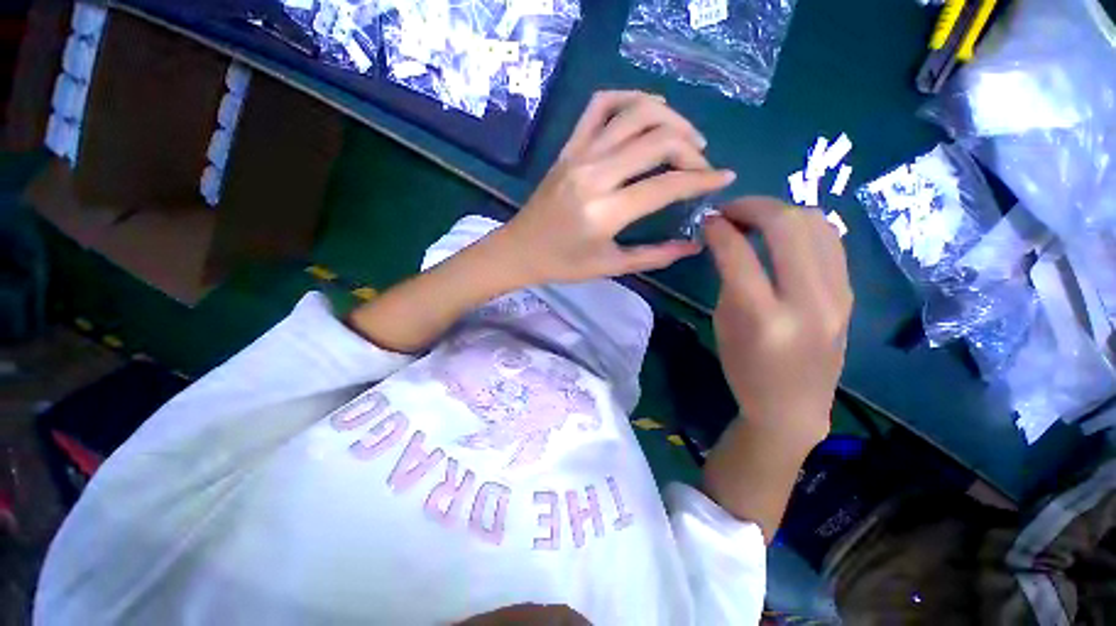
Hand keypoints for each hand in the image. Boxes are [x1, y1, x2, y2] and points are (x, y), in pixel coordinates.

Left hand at [497, 90, 734, 284]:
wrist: (519, 250)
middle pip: (656, 141)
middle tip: (702, 165)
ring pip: (634, 113)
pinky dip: (629, 98)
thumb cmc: (563, 265)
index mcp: (604, 212)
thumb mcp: (610, 266)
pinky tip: (647, 110)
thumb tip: (695, 244)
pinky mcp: (567, 147)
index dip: (702, 180)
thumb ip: (655, 256)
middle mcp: (593, 175)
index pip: (665, 185)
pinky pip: (599, 105)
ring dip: (670, 118)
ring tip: (685, 137)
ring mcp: (578, 155)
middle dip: (691, 148)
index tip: (724, 179)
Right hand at [705, 198, 852, 448]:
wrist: (793, 405)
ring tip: (755, 218)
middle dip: (754, 206)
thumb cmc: (746, 369)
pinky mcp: (849, 292)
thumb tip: (728, 238)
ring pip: (817, 224)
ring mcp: (838, 296)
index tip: (707, 220)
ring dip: (780, 211)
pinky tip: (781, 234)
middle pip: (788, 225)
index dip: (720, 228)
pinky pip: (829, 241)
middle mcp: (808, 302)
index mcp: (764, 318)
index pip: (739, 254)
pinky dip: (801, 226)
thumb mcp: (724, 324)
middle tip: (730, 210)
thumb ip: (729, 278)